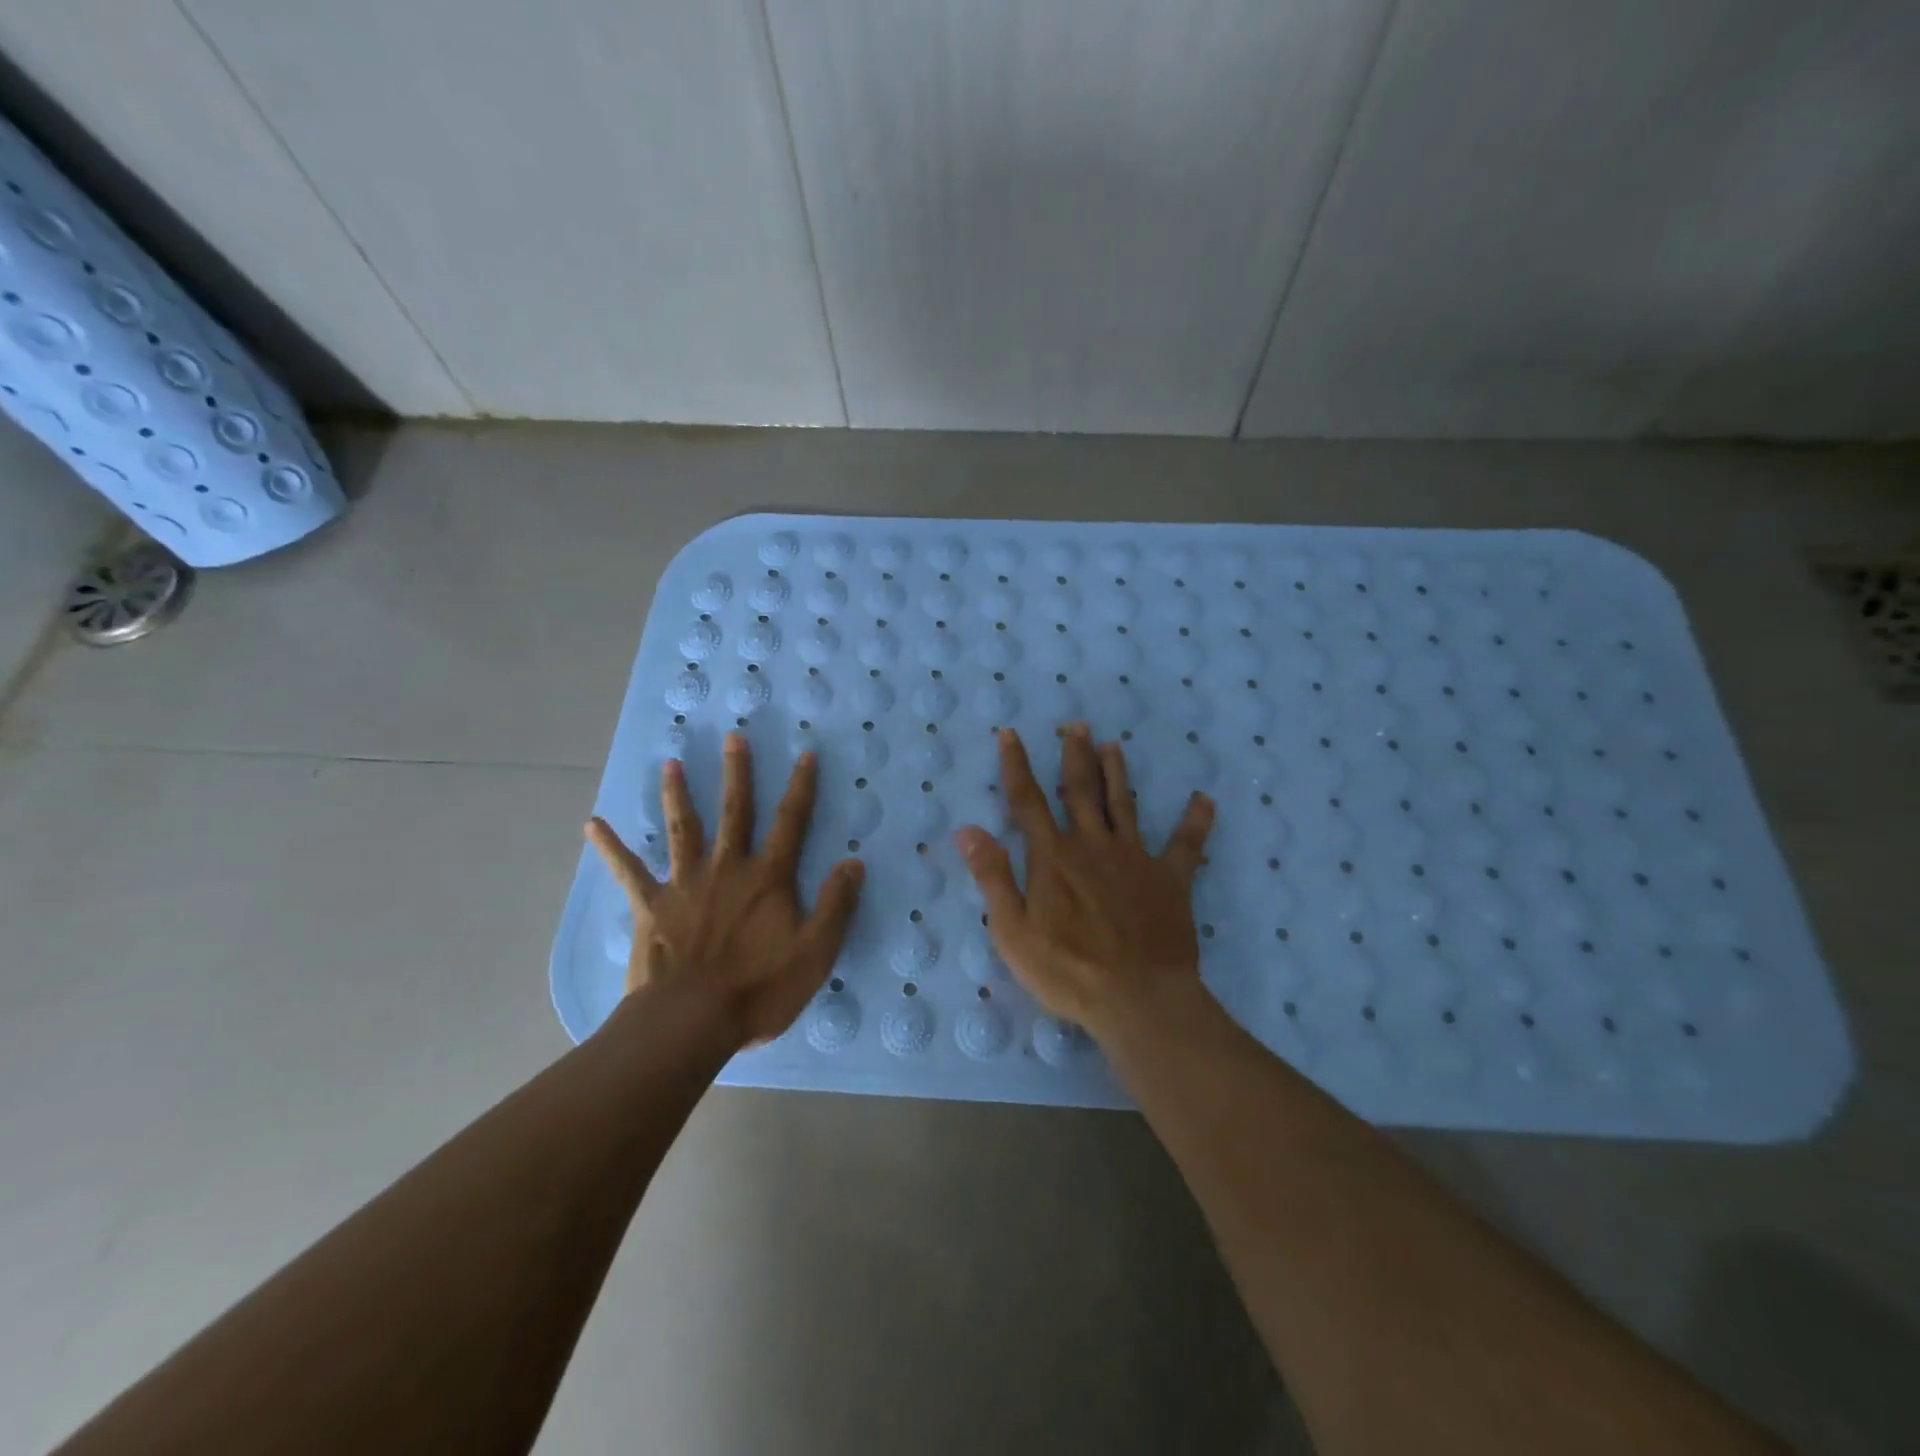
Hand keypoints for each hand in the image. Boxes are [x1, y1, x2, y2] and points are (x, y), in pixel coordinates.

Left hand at [587, 735, 864, 1047]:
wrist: (689, 1021)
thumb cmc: (759, 990)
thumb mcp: (815, 953)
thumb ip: (836, 905)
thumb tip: (854, 862)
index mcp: (768, 878)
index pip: (791, 822)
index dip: (801, 787)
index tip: (806, 754)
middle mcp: (727, 868)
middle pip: (734, 812)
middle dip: (736, 773)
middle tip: (732, 738)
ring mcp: (685, 884)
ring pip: (683, 829)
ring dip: (677, 795)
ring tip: (670, 764)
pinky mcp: (651, 906)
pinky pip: (628, 871)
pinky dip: (611, 847)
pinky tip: (593, 824)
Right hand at [953, 724, 1214, 1036]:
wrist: (1137, 999)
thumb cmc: (1066, 970)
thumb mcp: (1013, 930)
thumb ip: (992, 876)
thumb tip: (967, 830)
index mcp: (1053, 857)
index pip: (1028, 801)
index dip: (1016, 765)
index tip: (1011, 733)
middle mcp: (1093, 846)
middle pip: (1081, 791)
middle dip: (1074, 755)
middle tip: (1076, 725)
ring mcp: (1135, 858)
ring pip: (1123, 805)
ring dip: (1117, 773)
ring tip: (1113, 745)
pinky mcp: (1170, 879)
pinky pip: (1186, 845)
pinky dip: (1195, 821)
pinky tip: (1204, 800)